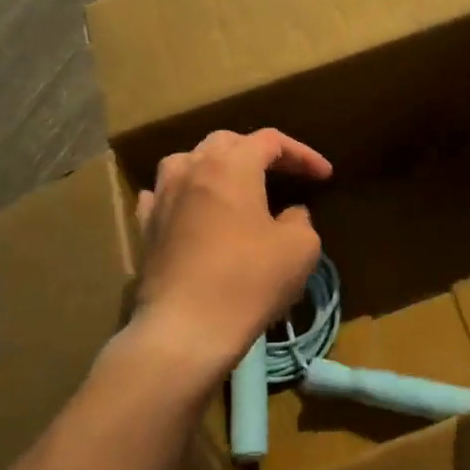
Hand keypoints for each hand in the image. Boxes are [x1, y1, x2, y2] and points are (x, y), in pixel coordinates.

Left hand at [133, 129, 331, 370]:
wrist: (185, 329)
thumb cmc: (249, 281)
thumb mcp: (300, 249)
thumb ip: (300, 220)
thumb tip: (288, 216)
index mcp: (231, 165)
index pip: (271, 140)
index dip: (302, 154)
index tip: (324, 176)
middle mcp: (192, 169)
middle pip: (226, 142)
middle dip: (258, 153)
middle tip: (283, 174)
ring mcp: (161, 197)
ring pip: (187, 162)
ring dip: (215, 166)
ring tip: (234, 185)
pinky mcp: (145, 228)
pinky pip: (163, 195)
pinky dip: (184, 195)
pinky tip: (191, 209)